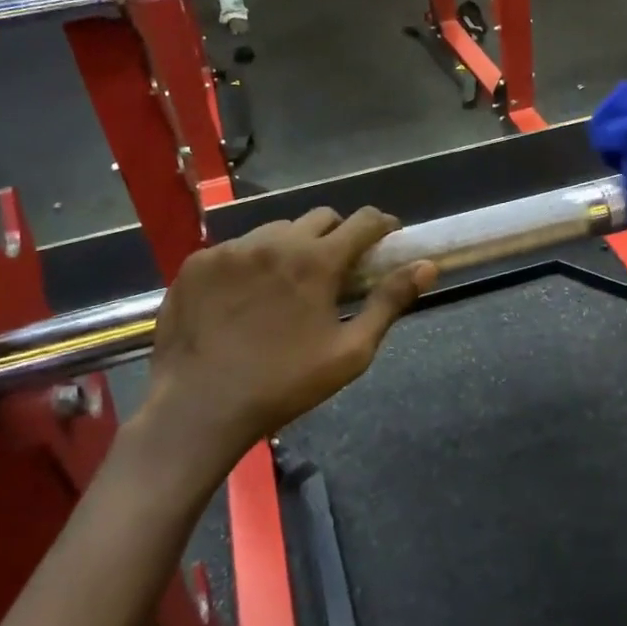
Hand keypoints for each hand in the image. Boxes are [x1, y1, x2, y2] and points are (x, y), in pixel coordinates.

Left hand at [140, 208, 436, 483]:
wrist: (199, 407)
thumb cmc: (284, 385)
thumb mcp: (349, 352)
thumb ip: (389, 302)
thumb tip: (427, 267)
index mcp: (316, 261)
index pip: (362, 220)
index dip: (381, 226)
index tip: (386, 238)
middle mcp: (274, 241)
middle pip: (321, 218)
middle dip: (337, 235)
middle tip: (336, 269)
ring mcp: (232, 249)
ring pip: (277, 230)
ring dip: (293, 246)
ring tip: (287, 283)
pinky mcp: (198, 262)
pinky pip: (237, 248)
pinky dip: (252, 262)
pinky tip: (245, 296)